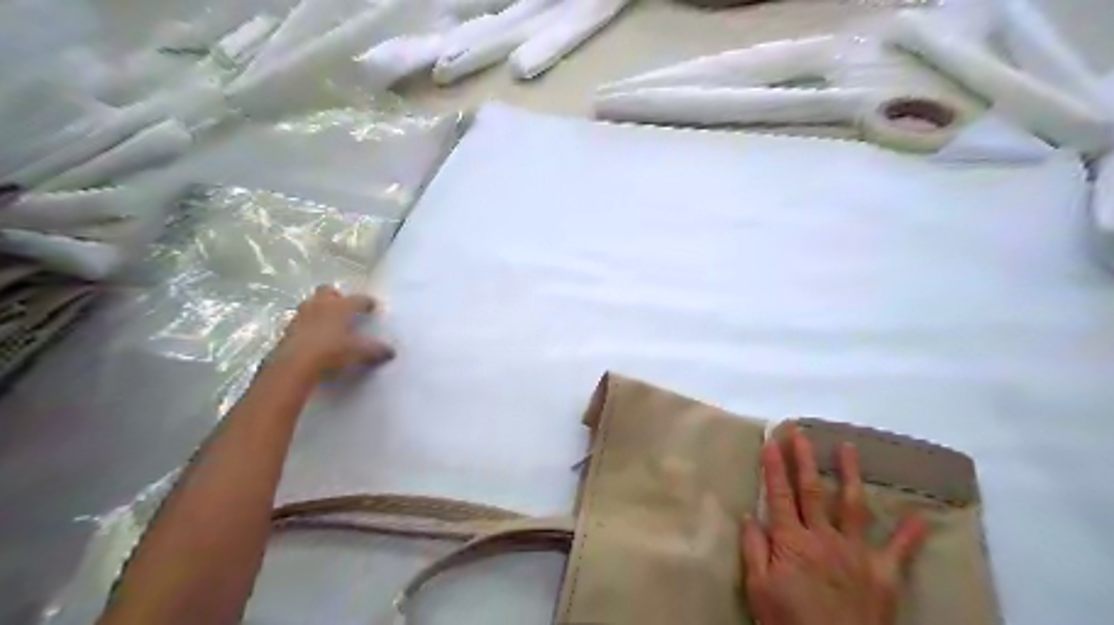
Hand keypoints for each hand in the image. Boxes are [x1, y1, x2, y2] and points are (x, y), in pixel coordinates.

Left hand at [272, 286, 396, 378]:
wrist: (295, 365)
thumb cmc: (332, 352)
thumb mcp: (359, 353)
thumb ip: (376, 350)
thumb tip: (390, 351)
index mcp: (341, 307)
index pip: (358, 299)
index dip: (367, 302)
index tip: (372, 306)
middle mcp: (320, 305)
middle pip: (328, 291)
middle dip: (336, 297)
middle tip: (344, 309)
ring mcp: (301, 316)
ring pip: (311, 304)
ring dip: (319, 309)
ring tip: (327, 322)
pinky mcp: (287, 329)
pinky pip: (300, 321)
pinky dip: (307, 325)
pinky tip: (313, 337)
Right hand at [739, 428, 931, 624]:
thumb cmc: (789, 622)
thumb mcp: (759, 589)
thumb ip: (754, 550)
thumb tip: (749, 515)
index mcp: (792, 541)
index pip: (780, 494)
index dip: (774, 467)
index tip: (771, 441)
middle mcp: (824, 537)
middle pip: (813, 490)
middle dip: (805, 458)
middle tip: (801, 432)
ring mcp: (856, 552)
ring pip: (852, 505)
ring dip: (850, 474)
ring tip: (849, 447)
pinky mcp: (883, 574)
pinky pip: (900, 550)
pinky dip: (910, 533)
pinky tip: (921, 516)